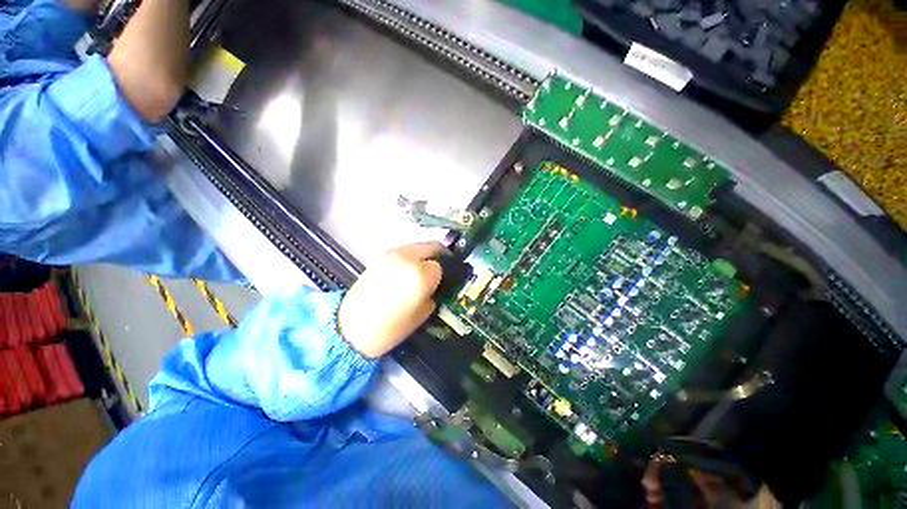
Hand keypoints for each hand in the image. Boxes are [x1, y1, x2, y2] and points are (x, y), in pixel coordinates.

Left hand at [338, 242, 445, 358]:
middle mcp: (407, 257)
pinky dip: (411, 258)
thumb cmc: (390, 328)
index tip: (444, 282)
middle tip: (439, 272)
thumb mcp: (422, 314)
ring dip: (425, 256)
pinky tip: (406, 272)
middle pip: (431, 247)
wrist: (351, 328)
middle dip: (438, 258)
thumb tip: (436, 285)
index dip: (444, 275)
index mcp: (419, 274)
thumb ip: (434, 294)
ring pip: (418, 247)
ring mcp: (391, 254)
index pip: (440, 266)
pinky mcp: (380, 257)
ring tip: (422, 272)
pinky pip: (404, 252)